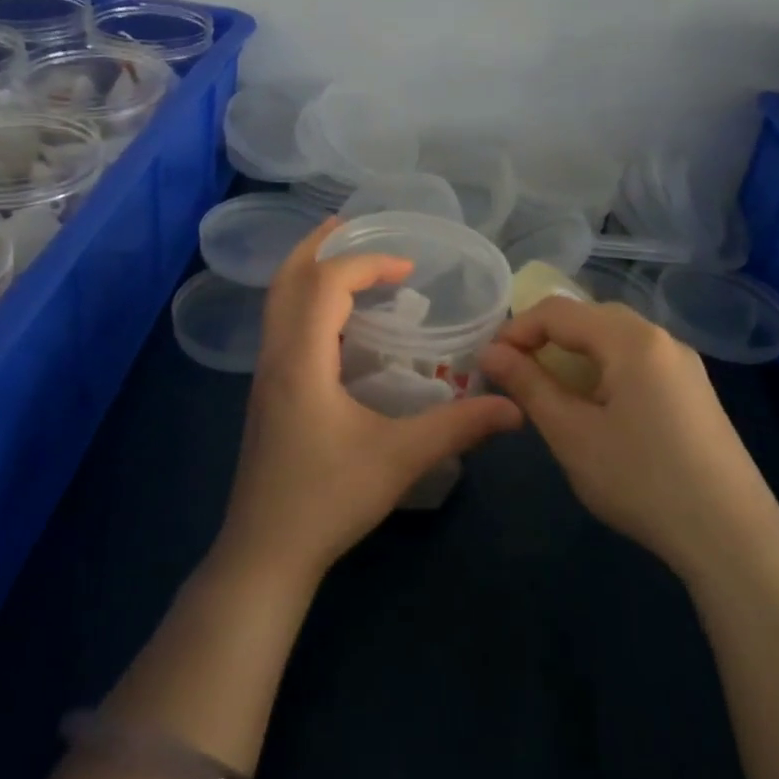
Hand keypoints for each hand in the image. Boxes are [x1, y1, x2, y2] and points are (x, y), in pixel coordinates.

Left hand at [213, 218, 522, 592]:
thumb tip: (514, 407)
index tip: (408, 270)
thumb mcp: (399, 459)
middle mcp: (275, 356)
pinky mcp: (266, 395)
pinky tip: (335, 322)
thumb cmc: (327, 500)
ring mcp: (264, 376)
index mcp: (301, 359)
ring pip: (276, 302)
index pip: (325, 284)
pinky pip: (280, 326)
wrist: (264, 553)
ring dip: (307, 272)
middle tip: (352, 225)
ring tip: (344, 260)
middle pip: (286, 279)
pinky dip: (304, 302)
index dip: (366, 264)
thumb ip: (458, 427)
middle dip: (318, 246)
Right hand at [479, 298, 770, 575]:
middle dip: (545, 338)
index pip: (558, 311)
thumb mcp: (572, 433)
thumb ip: (528, 385)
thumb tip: (490, 351)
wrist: (733, 537)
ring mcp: (684, 365)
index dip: (516, 330)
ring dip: (575, 354)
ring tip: (550, 390)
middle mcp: (661, 338)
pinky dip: (604, 370)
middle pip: (589, 317)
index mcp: (630, 339)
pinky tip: (597, 408)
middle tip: (515, 373)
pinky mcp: (695, 392)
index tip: (489, 362)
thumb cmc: (642, 480)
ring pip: (615, 339)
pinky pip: (638, 361)